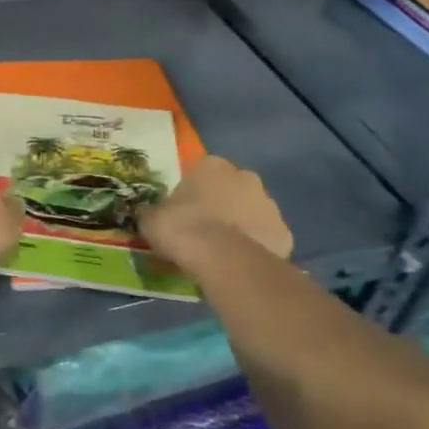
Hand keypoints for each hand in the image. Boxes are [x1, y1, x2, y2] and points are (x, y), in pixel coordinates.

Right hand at [138, 157, 292, 269]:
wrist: (225, 260)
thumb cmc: (184, 229)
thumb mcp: (151, 219)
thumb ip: (150, 212)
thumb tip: (144, 212)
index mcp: (212, 166)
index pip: (201, 172)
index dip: (191, 192)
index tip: (183, 212)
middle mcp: (245, 177)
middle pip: (231, 188)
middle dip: (221, 204)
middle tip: (203, 229)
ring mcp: (269, 204)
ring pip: (251, 211)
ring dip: (240, 224)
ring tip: (221, 250)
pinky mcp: (284, 232)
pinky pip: (265, 237)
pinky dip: (255, 246)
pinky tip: (240, 262)